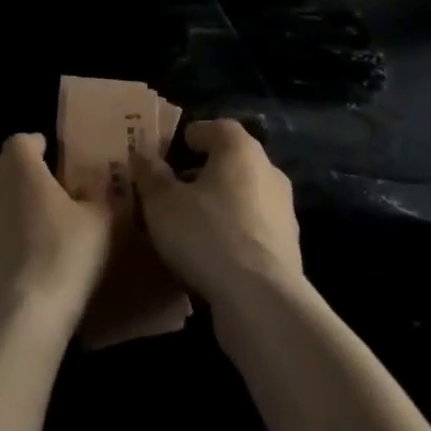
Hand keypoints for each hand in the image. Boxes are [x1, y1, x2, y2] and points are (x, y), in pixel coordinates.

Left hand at [0, 134, 113, 344]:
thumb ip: (97, 195)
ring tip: (32, 244)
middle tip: (51, 208)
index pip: (25, 141)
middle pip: (5, 174)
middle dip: (24, 185)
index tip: (57, 166)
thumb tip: (93, 189)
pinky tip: (13, 275)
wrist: (13, 327)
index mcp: (16, 164)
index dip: (41, 149)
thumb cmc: (61, 259)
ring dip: (6, 217)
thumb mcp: (100, 222)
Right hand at [131, 119, 303, 311]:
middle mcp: (269, 172)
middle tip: (177, 188)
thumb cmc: (207, 234)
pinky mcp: (289, 251)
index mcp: (241, 150)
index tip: (177, 146)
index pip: (219, 128)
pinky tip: (212, 255)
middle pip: (233, 163)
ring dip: (221, 205)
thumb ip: (151, 175)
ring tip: (191, 225)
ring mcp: (284, 213)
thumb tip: (142, 155)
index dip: (196, 135)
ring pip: (245, 198)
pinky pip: (254, 231)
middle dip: (205, 172)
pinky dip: (234, 234)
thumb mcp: (162, 203)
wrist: (261, 301)